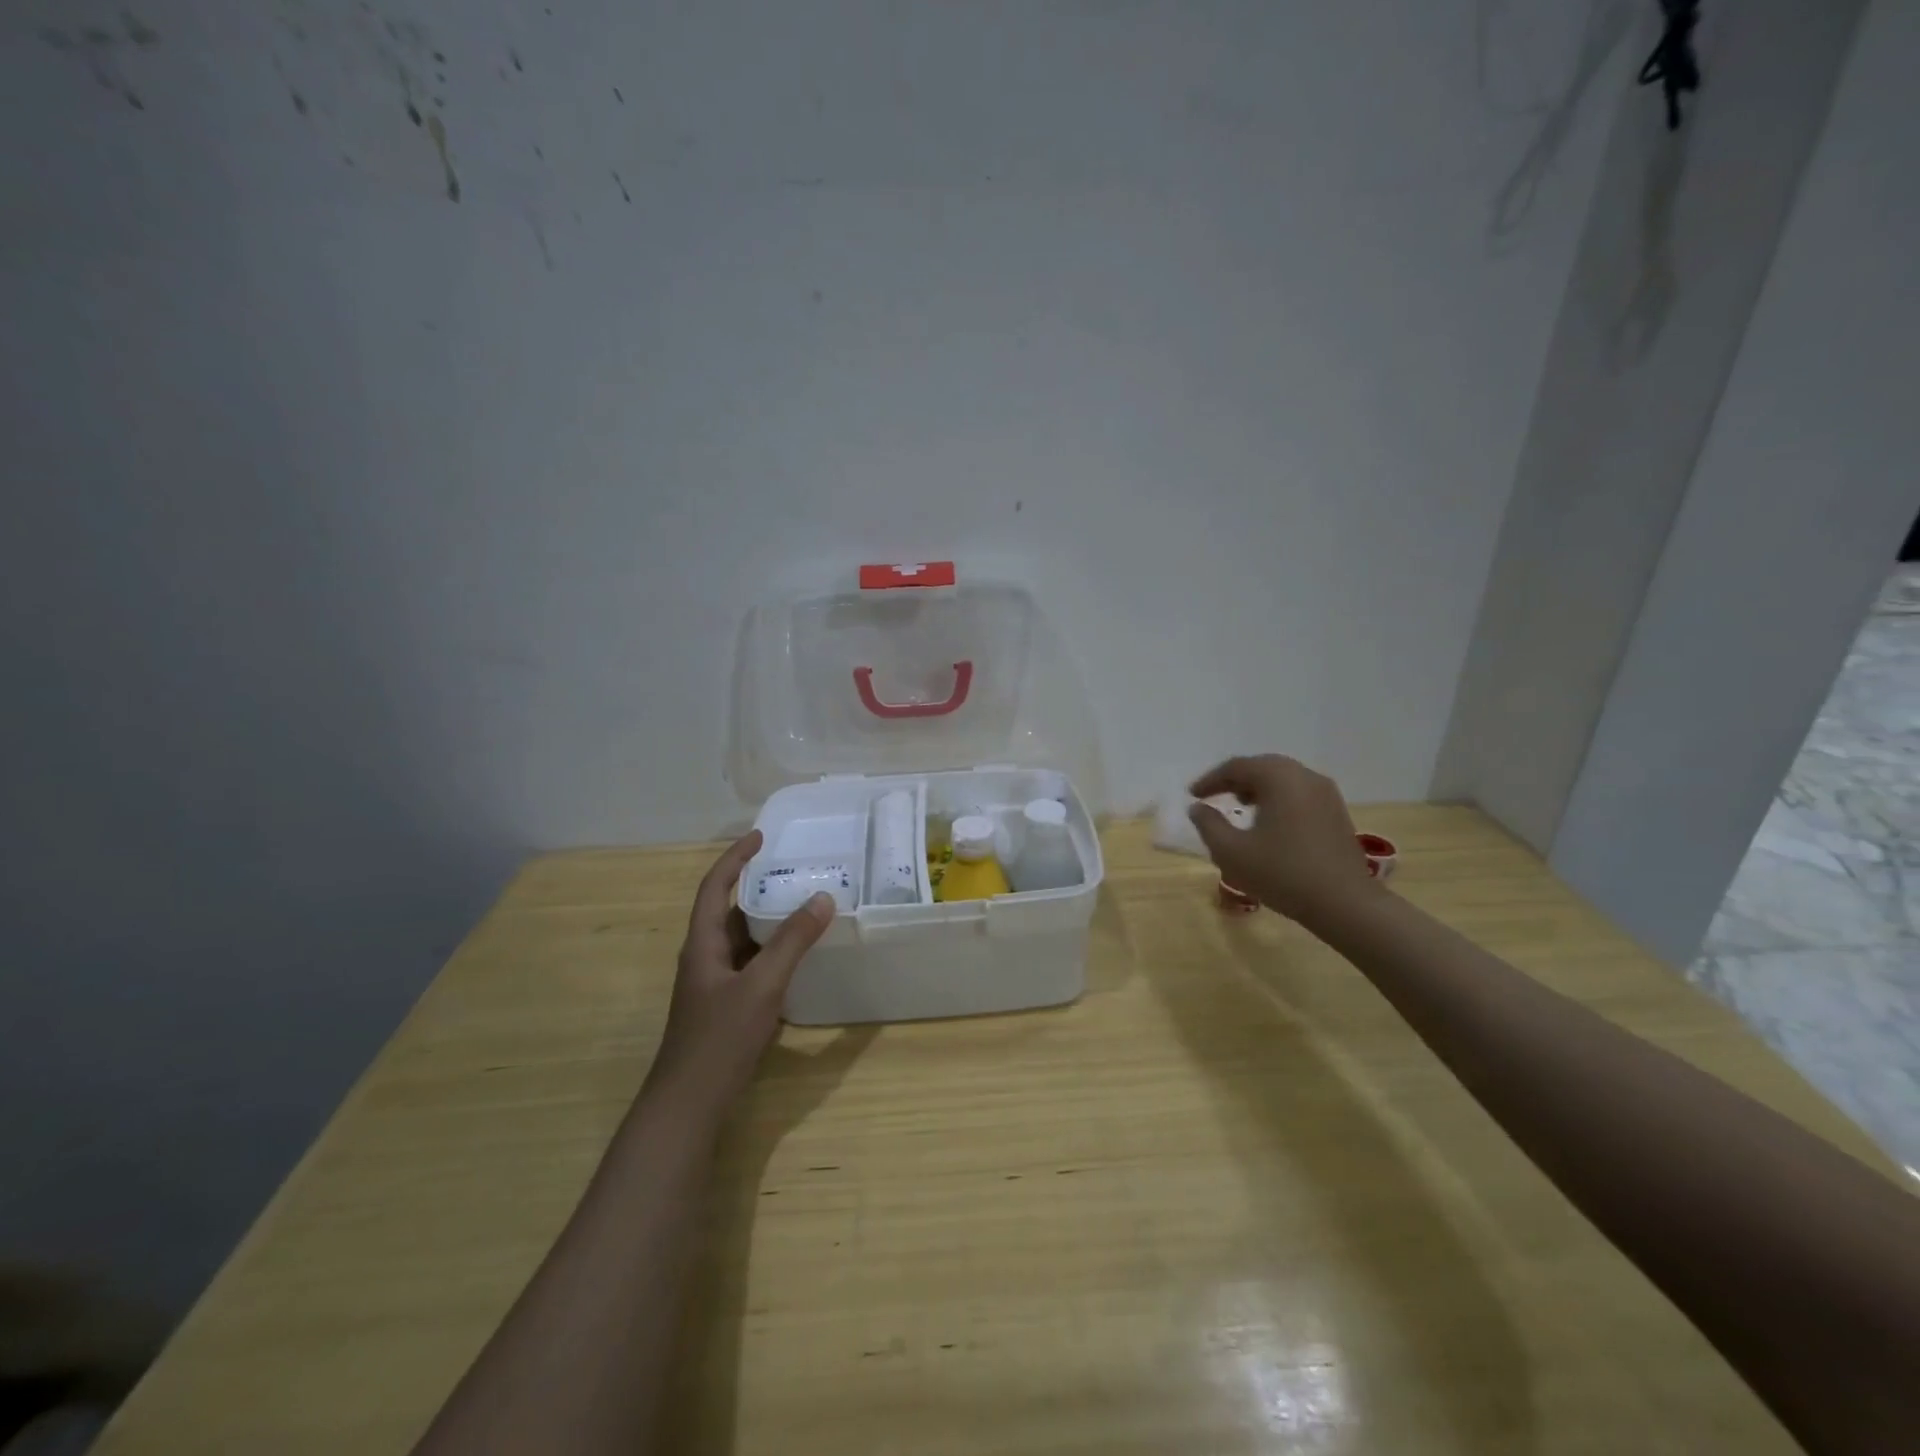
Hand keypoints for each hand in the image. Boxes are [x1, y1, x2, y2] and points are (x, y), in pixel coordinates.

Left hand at [646, 831, 835, 1111]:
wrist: (688, 1105)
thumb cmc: (719, 1039)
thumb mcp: (761, 986)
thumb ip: (792, 942)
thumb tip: (823, 898)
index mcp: (702, 943)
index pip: (715, 886)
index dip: (735, 858)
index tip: (761, 836)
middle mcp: (704, 957)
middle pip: (729, 909)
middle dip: (758, 885)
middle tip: (794, 869)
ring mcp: (713, 984)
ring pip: (741, 938)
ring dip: (767, 919)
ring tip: (802, 903)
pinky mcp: (725, 1005)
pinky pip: (750, 963)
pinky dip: (772, 950)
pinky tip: (797, 955)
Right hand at [1188, 755, 1379, 927]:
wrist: (1344, 903)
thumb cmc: (1282, 873)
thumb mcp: (1231, 852)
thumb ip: (1208, 825)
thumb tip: (1198, 808)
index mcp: (1279, 778)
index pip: (1237, 767)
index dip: (1210, 780)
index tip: (1192, 795)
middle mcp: (1305, 776)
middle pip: (1262, 767)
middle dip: (1235, 780)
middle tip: (1213, 796)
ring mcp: (1326, 794)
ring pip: (1283, 779)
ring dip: (1257, 788)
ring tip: (1239, 807)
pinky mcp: (1336, 812)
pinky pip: (1299, 793)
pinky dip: (1278, 799)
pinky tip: (1268, 822)